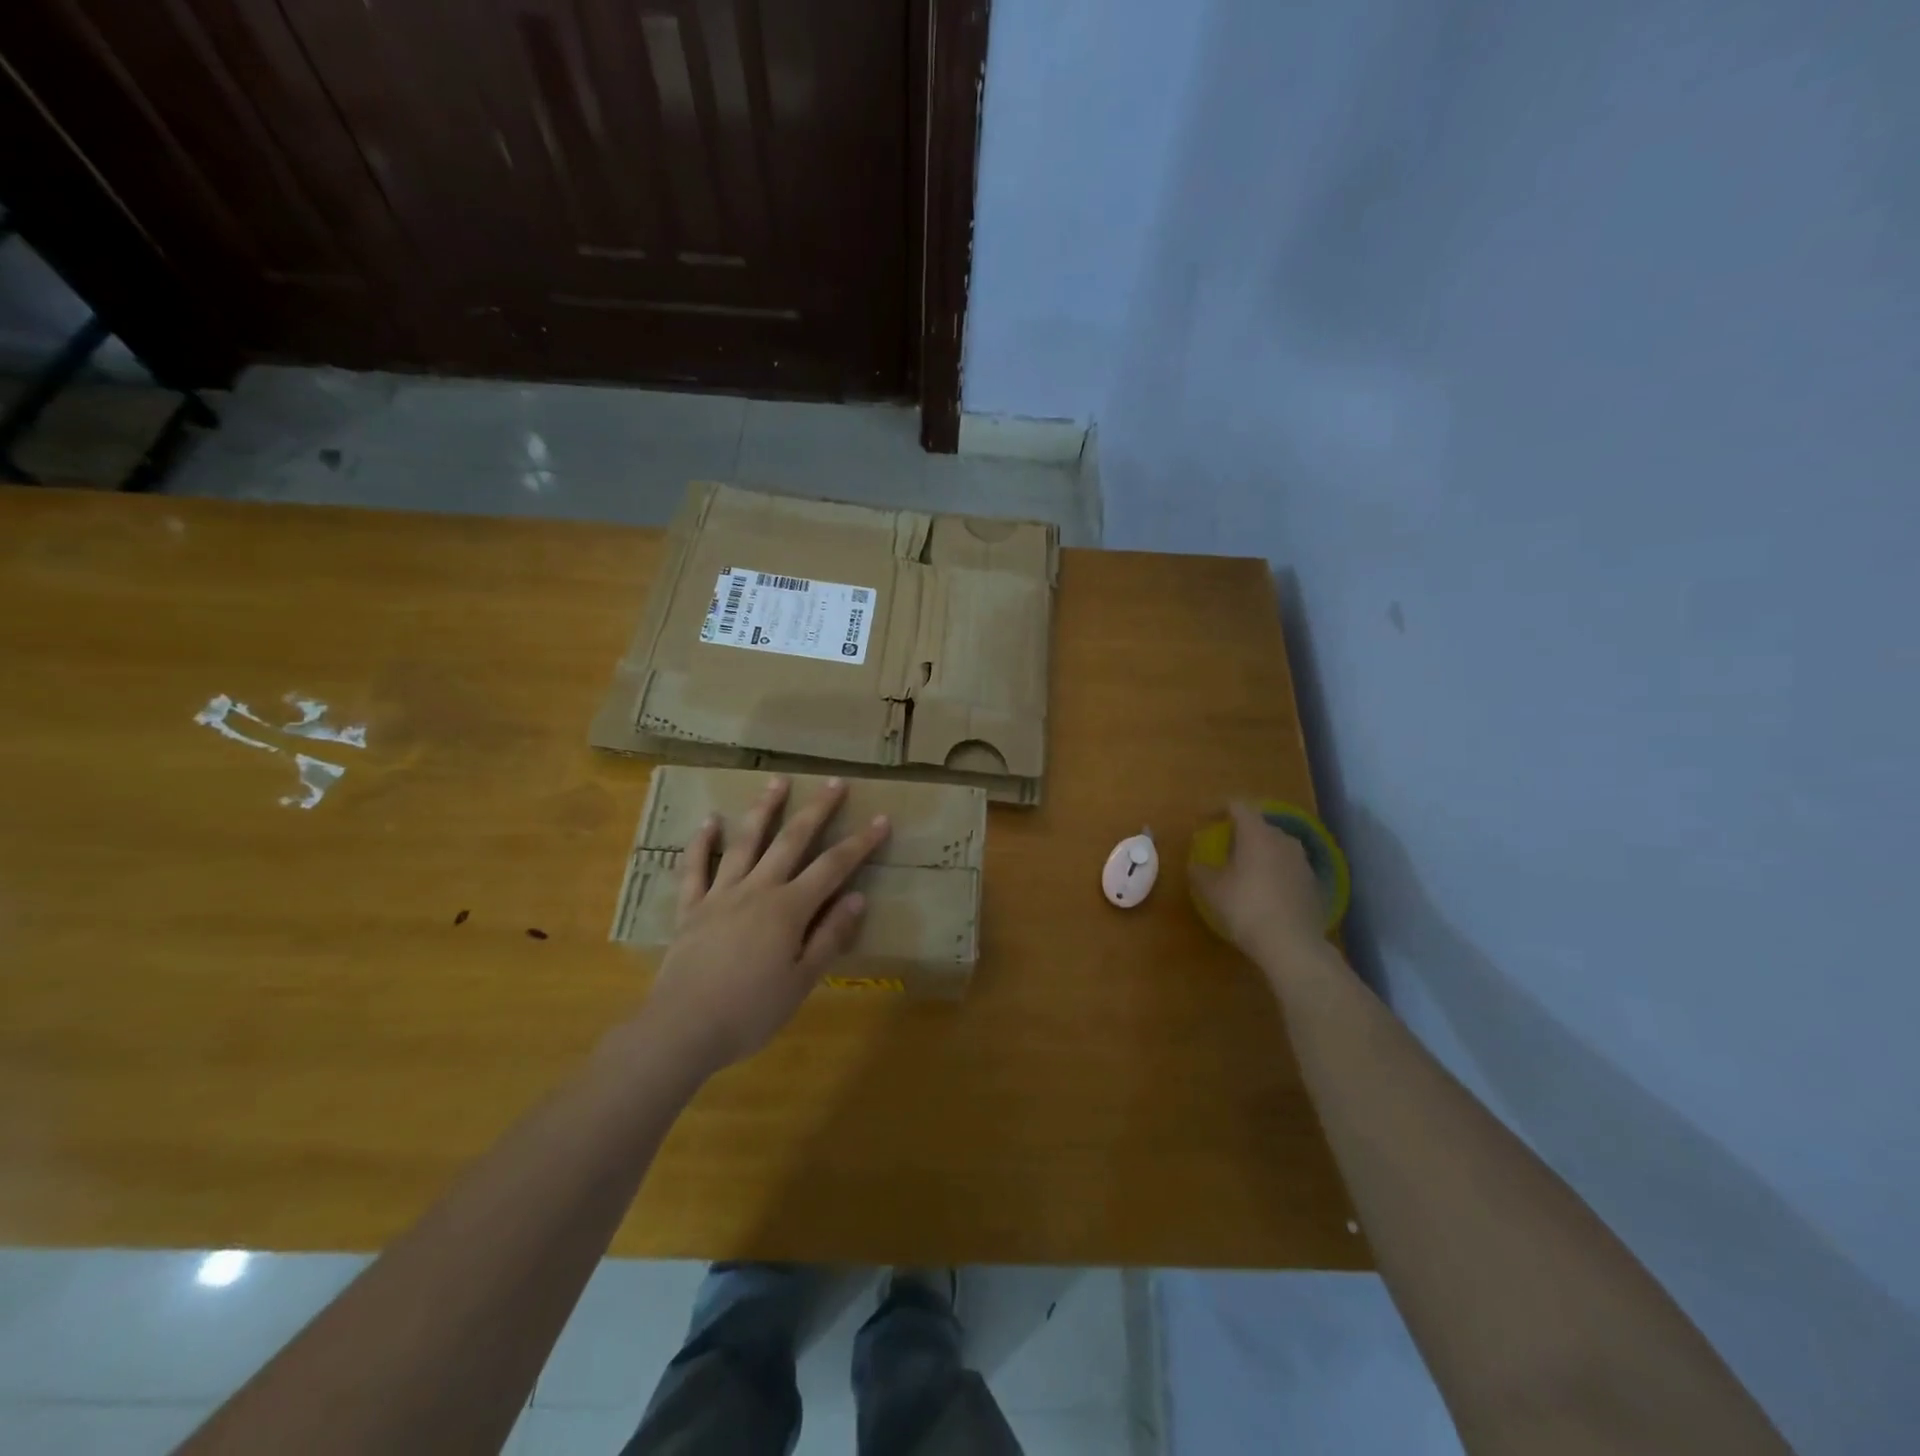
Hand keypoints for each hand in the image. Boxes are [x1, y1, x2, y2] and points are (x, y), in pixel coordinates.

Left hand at [641, 777, 889, 1074]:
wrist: (683, 1029)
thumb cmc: (751, 1011)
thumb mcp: (802, 980)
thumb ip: (830, 936)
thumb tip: (858, 897)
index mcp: (789, 909)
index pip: (833, 867)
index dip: (860, 842)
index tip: (881, 819)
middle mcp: (757, 889)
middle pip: (792, 840)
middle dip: (817, 809)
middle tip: (835, 782)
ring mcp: (720, 895)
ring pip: (745, 842)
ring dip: (763, 810)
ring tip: (777, 781)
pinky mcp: (690, 908)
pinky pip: (695, 868)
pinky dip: (702, 843)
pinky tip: (710, 820)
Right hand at [1190, 802, 1328, 973]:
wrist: (1293, 944)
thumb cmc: (1246, 907)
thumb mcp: (1211, 890)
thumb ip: (1201, 871)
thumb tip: (1197, 864)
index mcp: (1257, 834)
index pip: (1238, 806)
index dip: (1219, 808)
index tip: (1205, 819)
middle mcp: (1283, 840)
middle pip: (1260, 826)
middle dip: (1241, 834)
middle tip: (1224, 848)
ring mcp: (1303, 862)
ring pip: (1277, 848)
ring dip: (1260, 854)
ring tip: (1245, 871)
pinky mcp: (1314, 885)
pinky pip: (1289, 869)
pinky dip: (1275, 873)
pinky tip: (1265, 893)